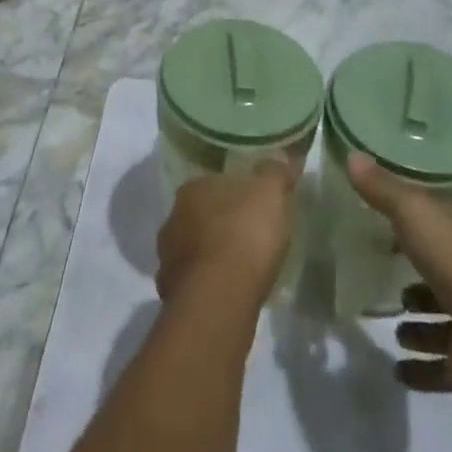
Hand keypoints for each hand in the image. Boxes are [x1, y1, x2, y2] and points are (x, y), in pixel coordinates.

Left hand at [156, 158, 298, 308]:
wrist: (218, 297)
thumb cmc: (244, 234)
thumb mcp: (270, 194)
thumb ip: (275, 172)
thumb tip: (283, 154)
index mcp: (192, 189)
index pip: (213, 184)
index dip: (235, 195)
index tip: (253, 207)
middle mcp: (173, 218)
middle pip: (199, 216)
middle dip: (219, 225)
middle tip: (246, 237)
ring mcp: (168, 257)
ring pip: (191, 249)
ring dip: (209, 255)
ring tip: (237, 268)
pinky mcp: (171, 292)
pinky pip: (192, 282)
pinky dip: (206, 284)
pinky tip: (225, 293)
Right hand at [346, 152, 451, 409]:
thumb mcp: (415, 214)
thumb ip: (383, 190)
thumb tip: (352, 154)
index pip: (437, 226)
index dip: (413, 223)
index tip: (384, 224)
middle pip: (441, 275)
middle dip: (418, 279)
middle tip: (384, 277)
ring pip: (443, 323)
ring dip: (420, 326)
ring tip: (392, 325)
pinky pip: (441, 368)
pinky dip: (421, 370)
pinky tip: (396, 370)